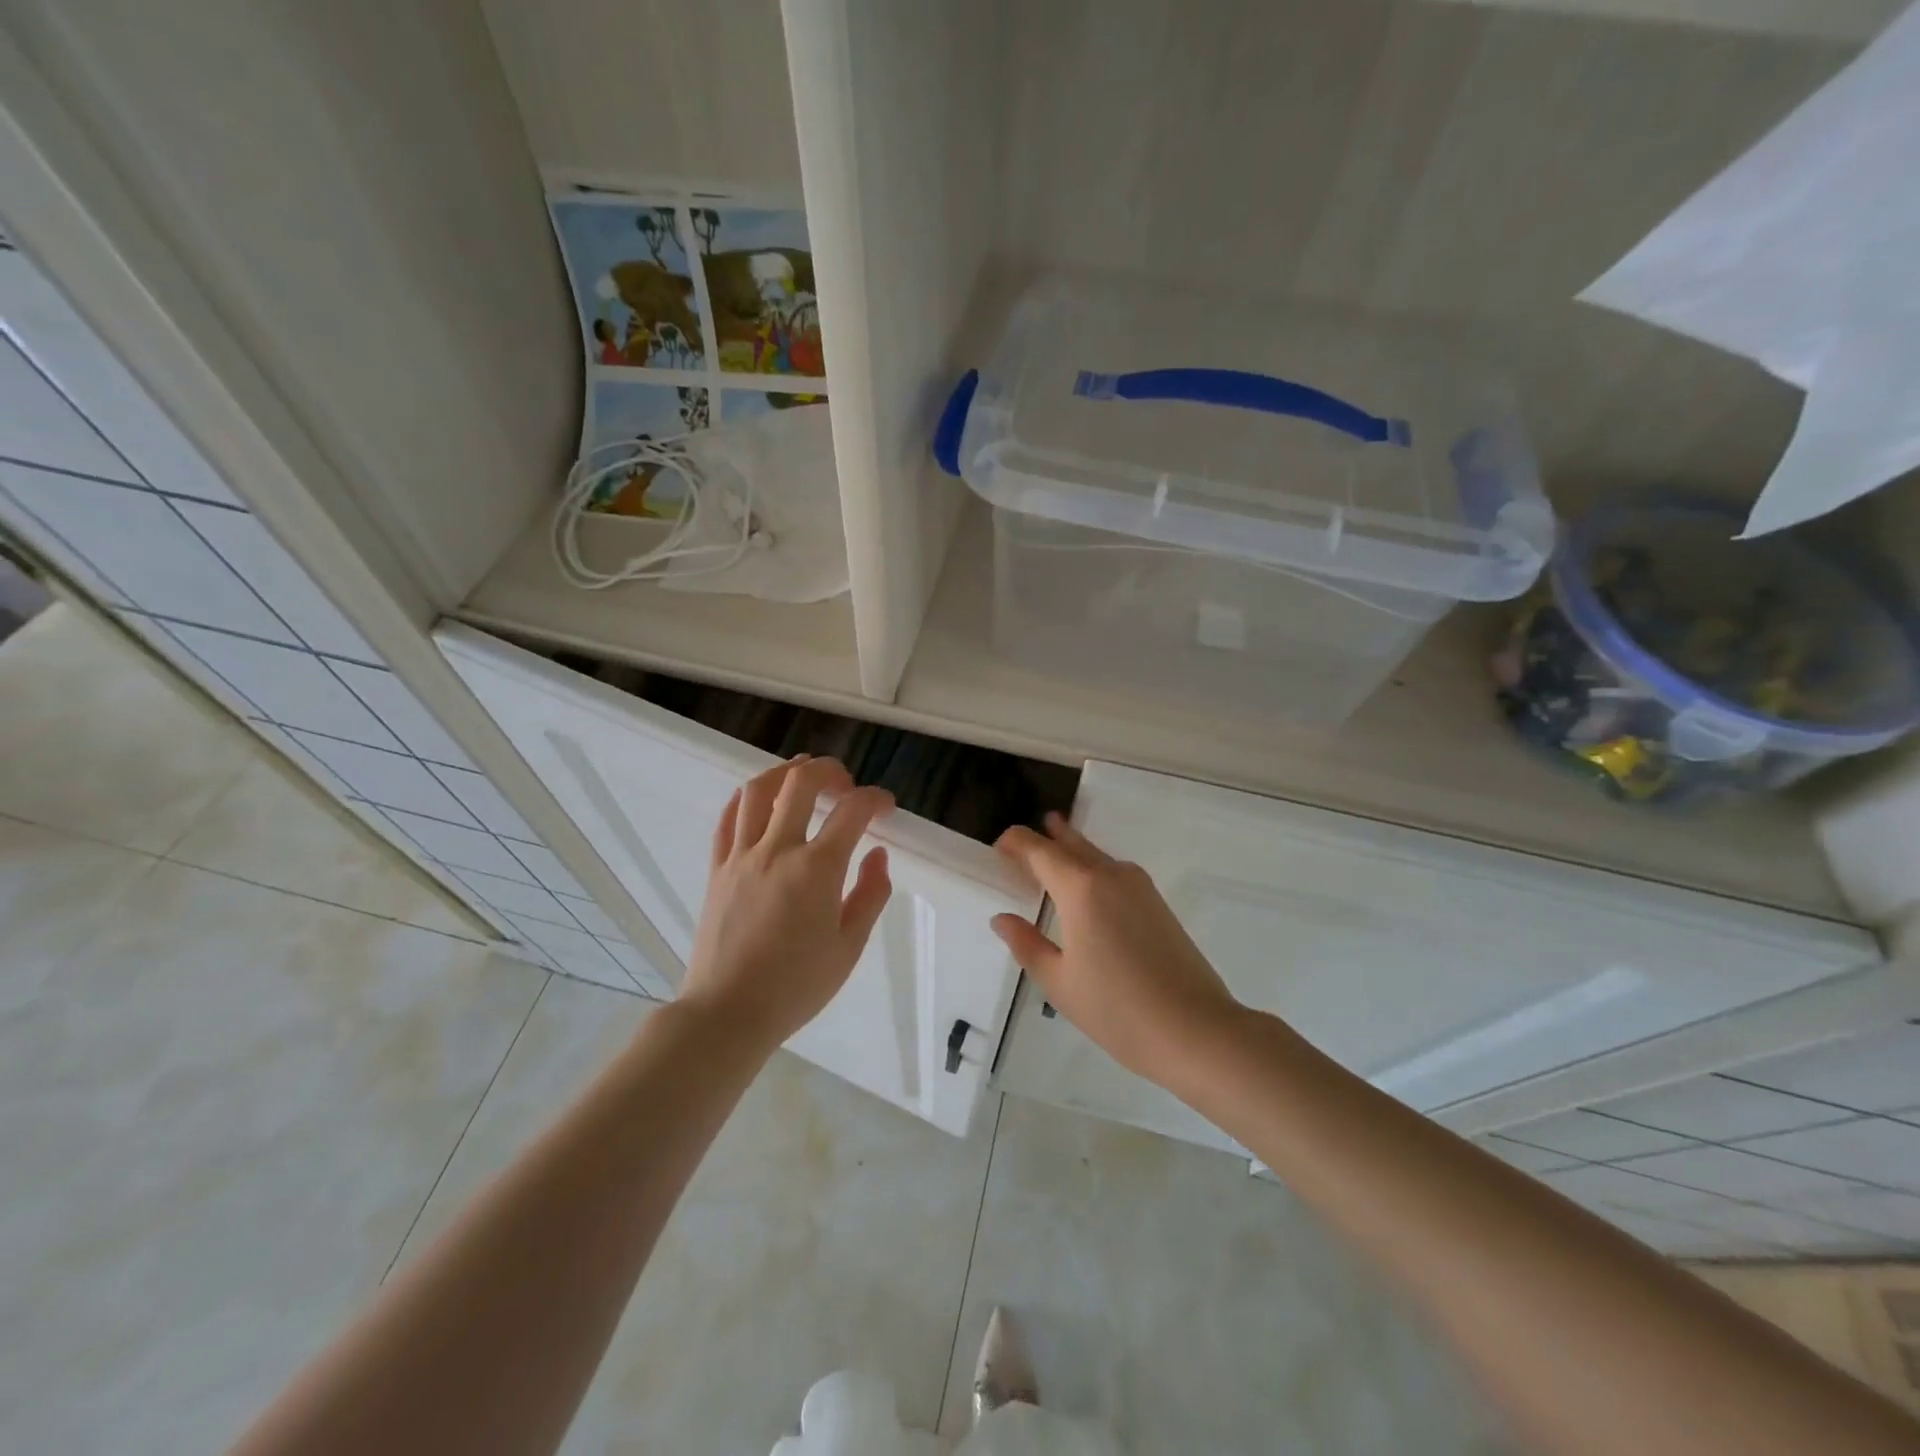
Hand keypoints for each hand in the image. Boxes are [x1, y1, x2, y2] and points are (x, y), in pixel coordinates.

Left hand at [680, 756, 893, 1052]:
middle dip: (829, 771)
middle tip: (845, 784)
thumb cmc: (797, 986)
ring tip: (803, 778)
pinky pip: (727, 818)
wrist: (728, 1012)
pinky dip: (746, 799)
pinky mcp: (717, 869)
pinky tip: (760, 800)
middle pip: (801, 783)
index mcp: (817, 869)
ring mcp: (741, 856)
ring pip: (758, 790)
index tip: (885, 807)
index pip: (852, 811)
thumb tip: (879, 855)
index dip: (875, 799)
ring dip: (785, 773)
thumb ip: (870, 894)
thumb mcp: (849, 946)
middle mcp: (778, 850)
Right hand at [991, 813, 1242, 1090]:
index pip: (1039, 849)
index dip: (1015, 842)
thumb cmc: (1117, 1009)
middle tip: (1021, 842)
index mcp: (1080, 887)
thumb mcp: (1059, 982)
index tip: (997, 847)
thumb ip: (1026, 944)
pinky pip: (1114, 871)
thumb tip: (1003, 919)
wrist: (1196, 1030)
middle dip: (1045, 837)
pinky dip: (1092, 868)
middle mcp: (1110, 874)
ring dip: (1071, 850)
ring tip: (1051, 850)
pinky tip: (1087, 887)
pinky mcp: (1157, 903)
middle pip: (1071, 843)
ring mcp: (1139, 886)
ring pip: (1096, 855)